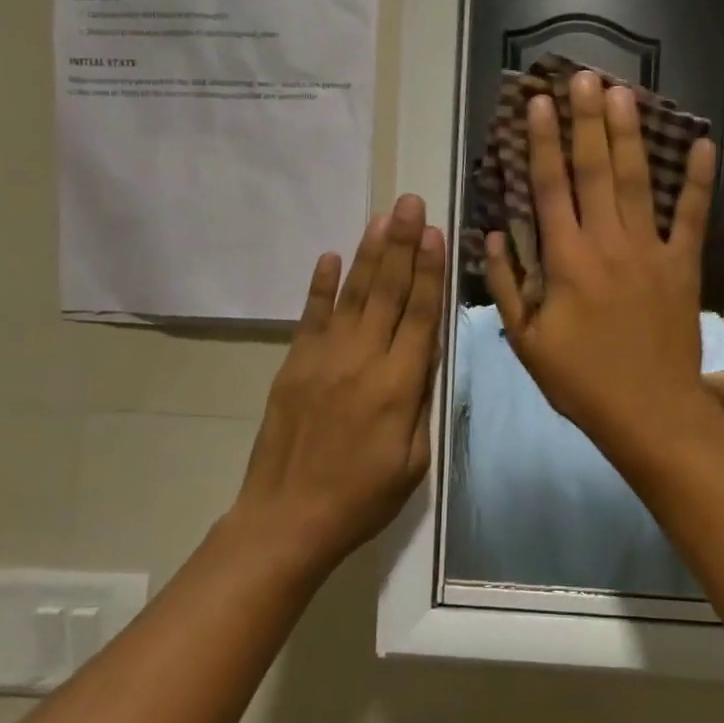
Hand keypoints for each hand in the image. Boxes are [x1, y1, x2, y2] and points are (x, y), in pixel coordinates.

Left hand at [233, 194, 445, 567]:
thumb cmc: (362, 497)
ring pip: (352, 295)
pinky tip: (330, 255)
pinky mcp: (294, 364)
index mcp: (398, 385)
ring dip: (369, 253)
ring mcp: (324, 358)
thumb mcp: (414, 460)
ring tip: (382, 217)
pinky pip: (310, 316)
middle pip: (387, 292)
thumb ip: (423, 403)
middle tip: (411, 203)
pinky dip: (320, 285)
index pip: (419, 315)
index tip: (435, 232)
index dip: (429, 271)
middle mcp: (363, 360)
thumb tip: (429, 356)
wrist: (288, 519)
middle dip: (402, 244)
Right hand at [485, 70, 715, 462]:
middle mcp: (606, 242)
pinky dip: (699, 181)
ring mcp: (649, 251)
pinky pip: (693, 216)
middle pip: (594, 170)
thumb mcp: (527, 342)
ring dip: (629, 134)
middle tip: (585, 76)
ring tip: (624, 92)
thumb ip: (506, 286)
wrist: (649, 412)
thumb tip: (488, 236)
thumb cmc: (581, 381)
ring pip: (637, 181)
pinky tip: (702, 144)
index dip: (543, 141)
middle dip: (587, 120)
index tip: (541, 102)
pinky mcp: (683, 265)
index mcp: (565, 260)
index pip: (549, 187)